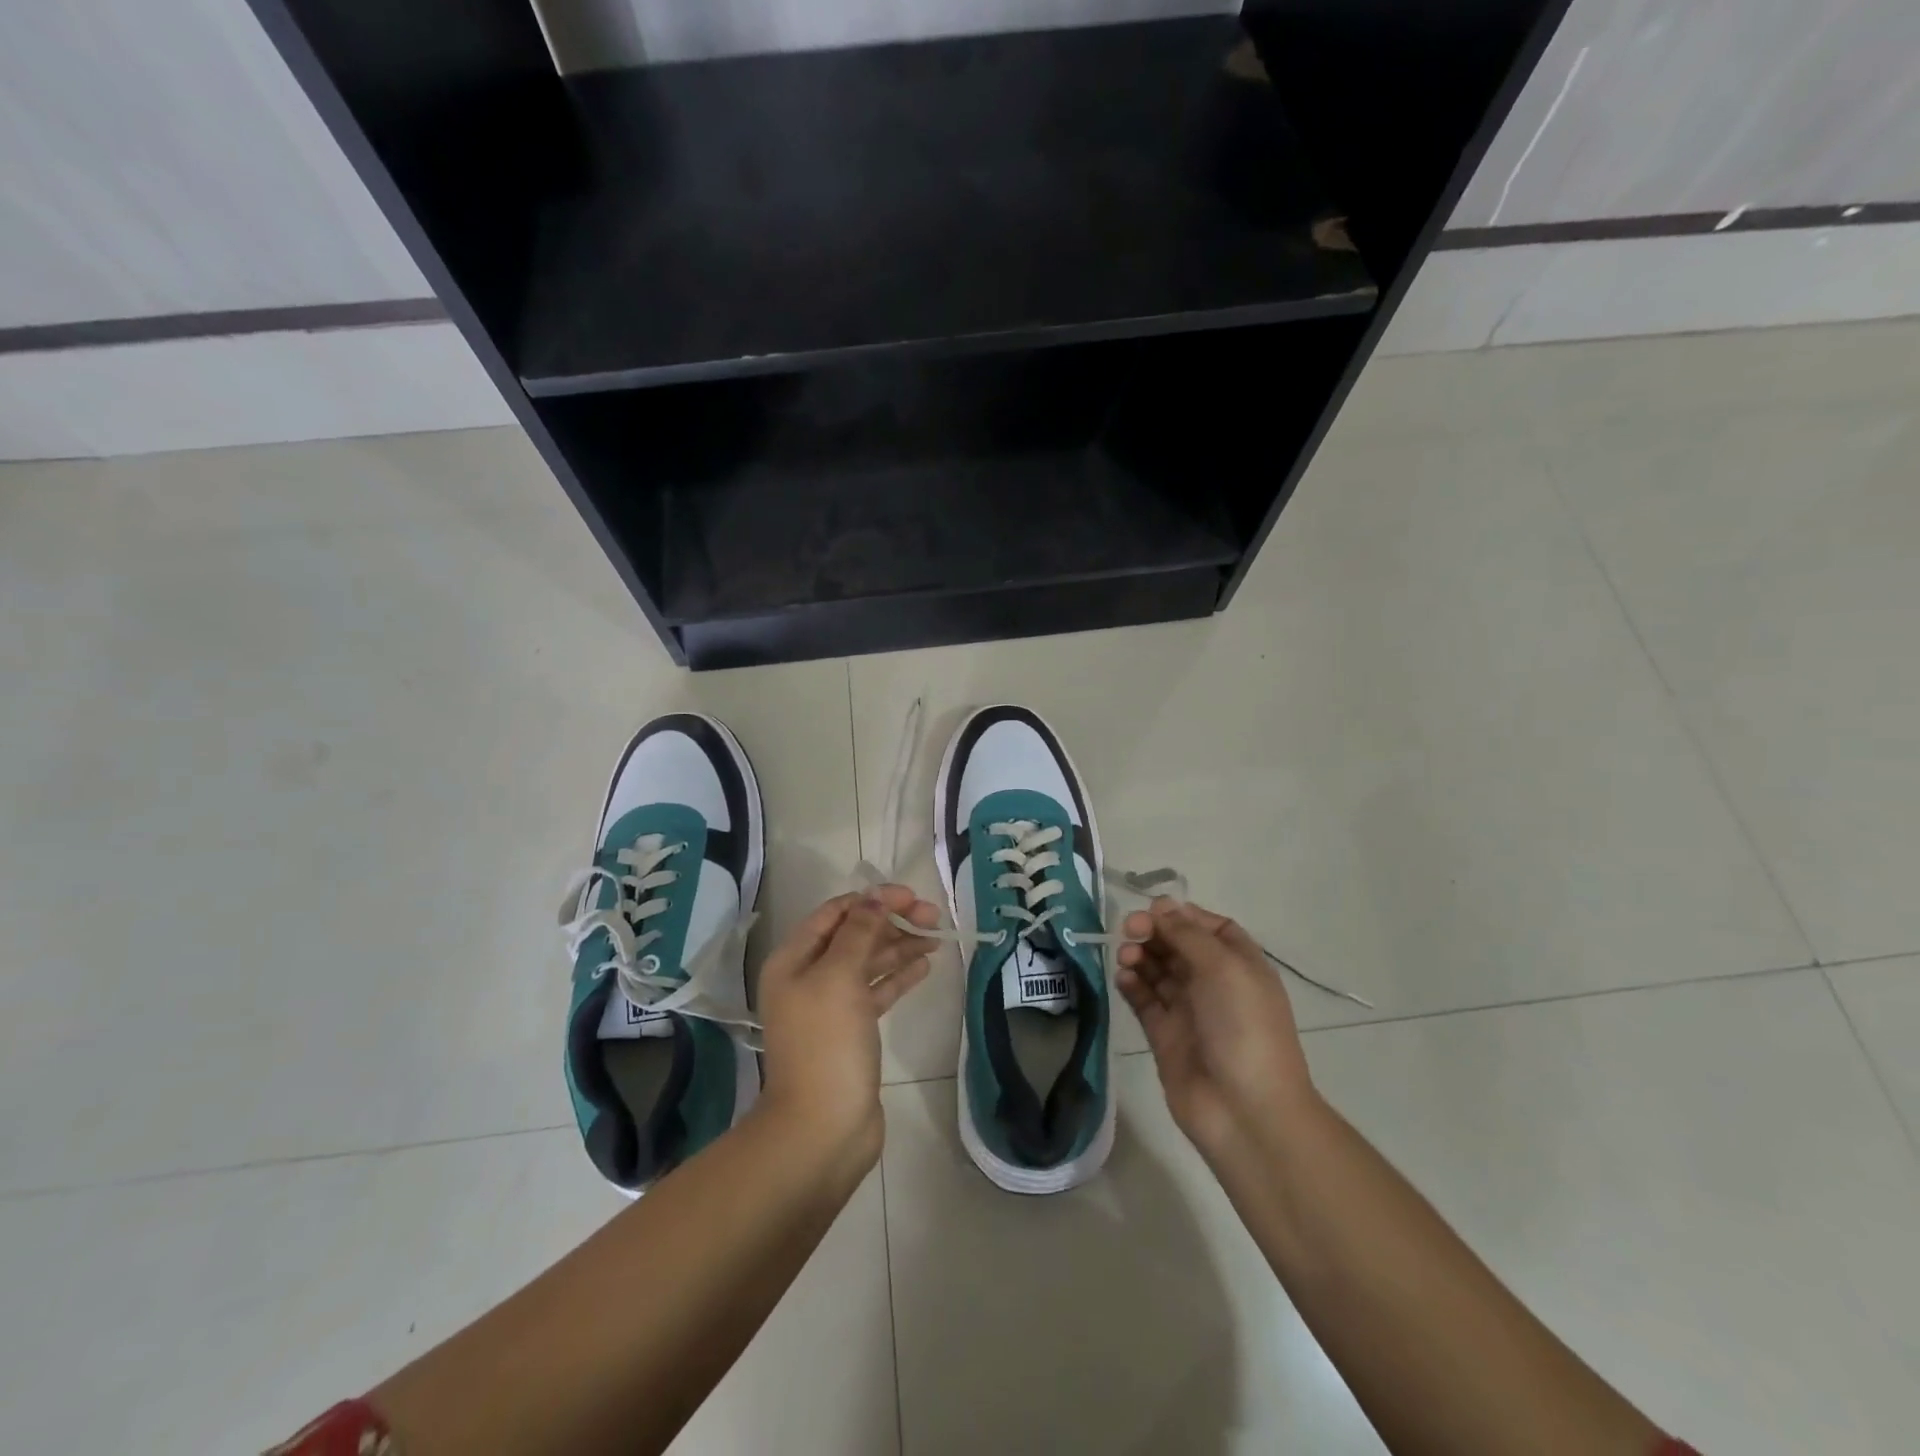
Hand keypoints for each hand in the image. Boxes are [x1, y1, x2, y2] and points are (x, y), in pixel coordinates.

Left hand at [755, 886, 941, 1166]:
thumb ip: (859, 933)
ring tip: (936, 937)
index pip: (834, 914)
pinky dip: (899, 976)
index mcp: (793, 960)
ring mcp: (831, 1007)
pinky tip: (924, 967)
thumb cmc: (826, 1043)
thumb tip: (874, 899)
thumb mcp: (839, 977)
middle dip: (891, 921)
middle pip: (853, 936)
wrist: (823, 1127)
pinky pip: (877, 992)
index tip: (910, 896)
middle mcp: (809, 978)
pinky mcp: (852, 1031)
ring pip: (868, 963)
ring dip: (899, 946)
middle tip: (932, 916)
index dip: (871, 900)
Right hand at [1116, 899, 1319, 1161]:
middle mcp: (1214, 984)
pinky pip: (1144, 1001)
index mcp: (1240, 965)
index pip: (1208, 927)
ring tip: (1126, 957)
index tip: (1154, 911)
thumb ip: (1187, 933)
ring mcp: (1189, 1011)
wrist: (1246, 1111)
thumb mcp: (1223, 968)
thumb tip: (1162, 906)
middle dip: (1153, 932)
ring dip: (1140, 956)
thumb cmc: (1243, 1028)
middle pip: (1178, 945)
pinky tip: (1123, 978)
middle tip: (1130, 930)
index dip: (1181, 915)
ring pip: (1158, 970)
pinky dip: (1132, 985)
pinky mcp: (1165, 1036)